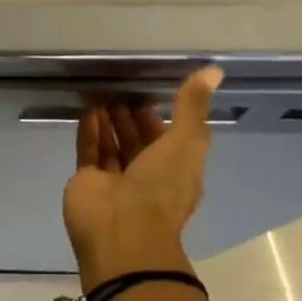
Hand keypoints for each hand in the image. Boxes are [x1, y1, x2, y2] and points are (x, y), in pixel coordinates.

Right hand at [63, 67, 223, 293]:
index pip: (168, 138)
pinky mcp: (87, 179)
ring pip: (112, 143)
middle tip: (118, 85)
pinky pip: (89, 149)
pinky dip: (89, 129)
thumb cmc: (160, 188)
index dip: (158, 115)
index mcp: (176, 170)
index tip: (147, 89)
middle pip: (137, 140)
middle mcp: (146, 174)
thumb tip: (214, 69)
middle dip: (129, 115)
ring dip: (108, 119)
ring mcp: (115, 178)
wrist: (121, 231)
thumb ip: (192, 106)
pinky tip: (87, 107)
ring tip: (99, 90)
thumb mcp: (184, 143)